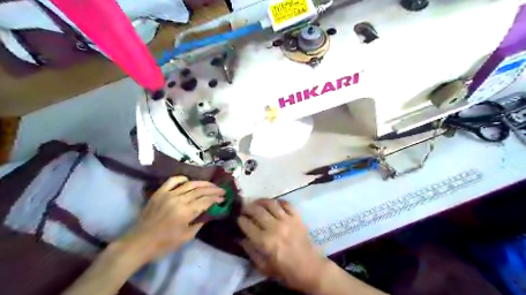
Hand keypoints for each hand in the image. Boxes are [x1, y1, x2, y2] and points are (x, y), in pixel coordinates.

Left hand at [120, 176, 224, 263]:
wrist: (139, 242)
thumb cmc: (164, 244)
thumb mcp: (186, 237)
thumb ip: (199, 223)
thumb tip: (209, 213)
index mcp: (186, 212)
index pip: (206, 201)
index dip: (216, 198)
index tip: (223, 198)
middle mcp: (179, 200)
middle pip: (200, 190)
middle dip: (213, 189)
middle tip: (221, 190)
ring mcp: (168, 194)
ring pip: (189, 184)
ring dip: (202, 183)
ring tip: (210, 184)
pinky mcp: (159, 193)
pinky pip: (173, 181)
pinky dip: (182, 178)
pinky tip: (188, 180)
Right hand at [239, 198, 327, 291]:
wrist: (310, 268)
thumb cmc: (286, 271)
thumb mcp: (264, 267)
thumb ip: (251, 252)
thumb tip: (242, 238)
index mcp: (265, 241)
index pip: (247, 225)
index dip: (240, 220)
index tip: (239, 219)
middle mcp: (274, 227)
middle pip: (257, 211)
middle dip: (247, 208)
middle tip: (244, 208)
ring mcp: (287, 220)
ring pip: (271, 203)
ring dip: (261, 201)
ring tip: (257, 202)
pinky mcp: (297, 217)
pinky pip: (286, 204)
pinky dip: (279, 202)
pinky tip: (275, 204)